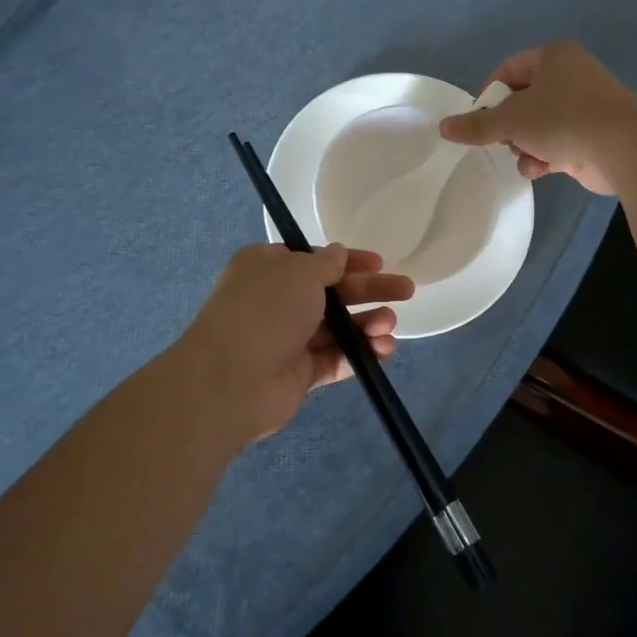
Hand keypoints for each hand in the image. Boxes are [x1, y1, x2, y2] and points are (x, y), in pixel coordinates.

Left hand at [175, 243, 415, 446]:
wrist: (229, 381)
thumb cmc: (265, 311)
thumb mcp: (300, 272)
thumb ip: (326, 263)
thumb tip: (337, 255)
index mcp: (267, 267)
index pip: (314, 259)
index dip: (348, 260)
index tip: (380, 262)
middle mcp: (276, 300)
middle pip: (332, 292)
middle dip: (369, 291)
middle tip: (406, 290)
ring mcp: (287, 338)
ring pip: (337, 327)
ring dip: (367, 323)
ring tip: (390, 325)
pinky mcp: (299, 373)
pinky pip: (335, 358)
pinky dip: (359, 353)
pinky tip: (384, 350)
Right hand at [437, 40, 636, 194]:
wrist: (623, 147)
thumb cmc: (562, 119)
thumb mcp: (510, 121)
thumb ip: (476, 126)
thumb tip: (444, 127)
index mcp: (553, 57)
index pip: (508, 70)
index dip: (488, 95)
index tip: (477, 120)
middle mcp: (571, 75)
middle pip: (524, 100)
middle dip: (509, 126)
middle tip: (501, 140)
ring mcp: (585, 106)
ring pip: (540, 125)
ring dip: (526, 145)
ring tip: (524, 157)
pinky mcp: (594, 135)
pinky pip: (559, 143)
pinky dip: (545, 156)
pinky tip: (539, 170)